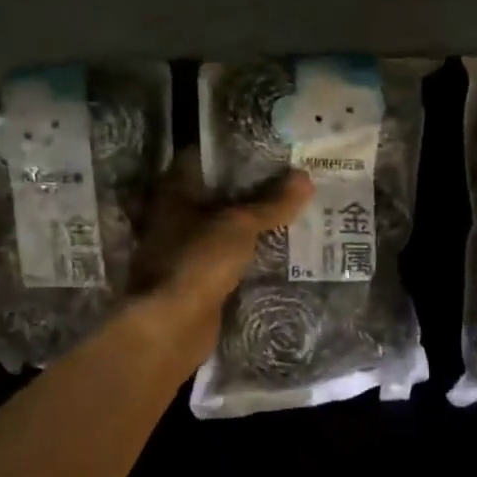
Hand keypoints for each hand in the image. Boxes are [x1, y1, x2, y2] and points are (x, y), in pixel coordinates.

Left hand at [131, 149, 312, 327]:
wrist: (173, 325)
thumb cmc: (199, 261)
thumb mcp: (240, 225)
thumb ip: (272, 203)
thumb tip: (305, 177)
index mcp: (173, 194)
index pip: (202, 160)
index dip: (233, 154)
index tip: (267, 151)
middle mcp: (171, 218)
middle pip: (212, 196)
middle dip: (247, 191)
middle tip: (286, 183)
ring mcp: (180, 251)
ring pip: (219, 229)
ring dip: (246, 225)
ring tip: (287, 214)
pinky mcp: (193, 281)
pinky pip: (223, 259)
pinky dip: (244, 255)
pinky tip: (272, 251)